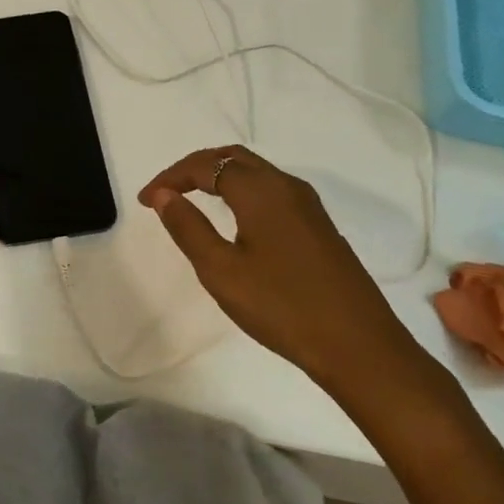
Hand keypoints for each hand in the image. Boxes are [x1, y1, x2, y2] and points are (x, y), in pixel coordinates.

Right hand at [140, 145, 431, 414]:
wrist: (359, 346)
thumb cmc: (282, 307)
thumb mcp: (222, 271)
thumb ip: (188, 228)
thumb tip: (164, 195)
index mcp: (261, 191)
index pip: (206, 166)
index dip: (171, 177)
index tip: (144, 201)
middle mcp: (286, 186)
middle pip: (233, 157)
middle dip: (194, 168)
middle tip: (165, 191)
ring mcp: (308, 205)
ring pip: (255, 171)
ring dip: (219, 176)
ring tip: (191, 198)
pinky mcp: (318, 225)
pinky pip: (271, 190)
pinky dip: (240, 190)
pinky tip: (233, 217)